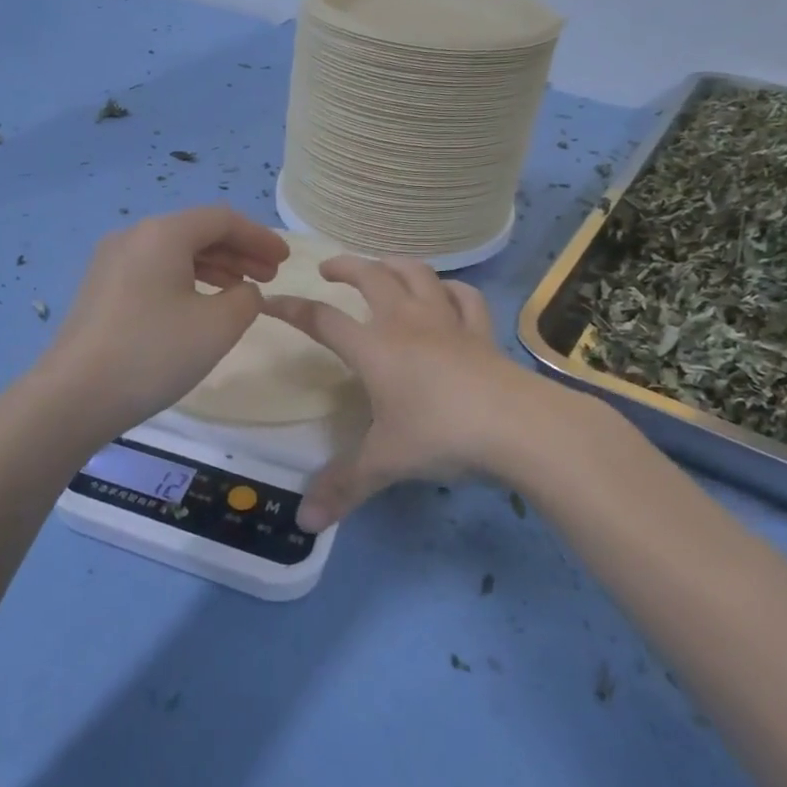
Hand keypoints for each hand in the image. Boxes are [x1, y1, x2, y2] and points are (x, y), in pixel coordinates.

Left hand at [42, 207, 288, 433]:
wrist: (74, 396)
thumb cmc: (153, 353)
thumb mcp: (218, 326)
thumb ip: (246, 298)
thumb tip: (243, 291)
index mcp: (162, 233)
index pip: (222, 219)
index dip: (259, 237)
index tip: (285, 260)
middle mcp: (133, 236)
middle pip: (196, 232)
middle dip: (238, 251)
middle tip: (270, 276)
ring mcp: (111, 262)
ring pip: (174, 252)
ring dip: (214, 267)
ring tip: (241, 290)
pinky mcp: (101, 289)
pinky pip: (154, 271)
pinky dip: (186, 280)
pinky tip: (200, 305)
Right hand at [262, 257, 530, 530]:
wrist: (517, 426)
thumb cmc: (441, 435)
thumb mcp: (385, 463)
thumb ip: (344, 487)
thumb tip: (304, 523)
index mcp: (374, 348)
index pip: (322, 320)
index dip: (291, 309)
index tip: (269, 302)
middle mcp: (406, 323)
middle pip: (370, 277)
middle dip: (345, 266)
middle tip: (328, 268)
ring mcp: (447, 322)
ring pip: (417, 274)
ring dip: (395, 264)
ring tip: (382, 267)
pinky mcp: (481, 332)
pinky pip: (464, 297)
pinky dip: (450, 289)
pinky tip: (445, 293)